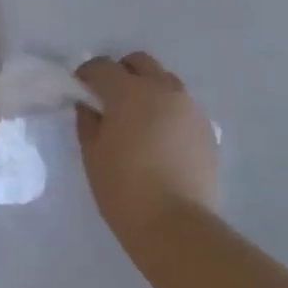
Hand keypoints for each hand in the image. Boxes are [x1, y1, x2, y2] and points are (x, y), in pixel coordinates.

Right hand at [75, 52, 218, 243]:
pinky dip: (168, 112)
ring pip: (165, 82)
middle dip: (121, 72)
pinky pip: (182, 107)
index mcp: (129, 92)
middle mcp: (162, 89)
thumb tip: (90, 105)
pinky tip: (161, 140)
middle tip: (110, 99)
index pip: (102, 66)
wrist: (176, 225)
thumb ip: (88, 121)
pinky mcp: (207, 128)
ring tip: (139, 120)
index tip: (81, 90)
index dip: (88, 74)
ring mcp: (189, 107)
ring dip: (148, 89)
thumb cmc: (124, 189)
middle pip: (140, 62)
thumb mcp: (93, 155)